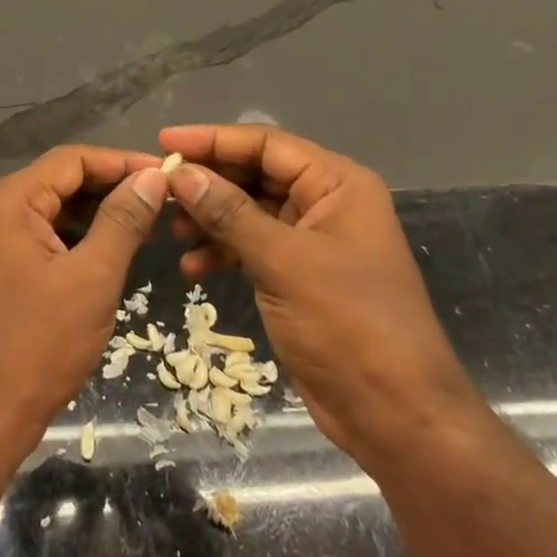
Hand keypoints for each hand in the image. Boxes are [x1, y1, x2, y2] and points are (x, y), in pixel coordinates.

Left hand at [0, 146, 167, 464]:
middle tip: (164, 202)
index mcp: (11, 200)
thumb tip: (153, 176)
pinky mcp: (3, 269)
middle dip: (113, 188)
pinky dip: (82, 239)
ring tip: (149, 226)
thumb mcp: (92, 278)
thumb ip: (123, 220)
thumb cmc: (37, 345)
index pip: (74, 159)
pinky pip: (48, 237)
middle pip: (64, 180)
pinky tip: (115, 253)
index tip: (168, 175)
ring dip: (101, 214)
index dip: (122, 162)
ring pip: (58, 210)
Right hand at [159, 124, 478, 457]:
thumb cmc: (348, 325)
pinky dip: (223, 253)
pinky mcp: (300, 276)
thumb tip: (179, 173)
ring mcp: (313, 241)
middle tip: (159, 191)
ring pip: (249, 212)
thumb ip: (228, 213)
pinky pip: (253, 248)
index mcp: (336, 184)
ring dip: (210, 220)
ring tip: (171, 233)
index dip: (213, 140)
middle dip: (208, 183)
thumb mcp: (283, 262)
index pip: (266, 145)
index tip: (164, 143)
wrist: (397, 416)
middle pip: (255, 175)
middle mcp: (326, 203)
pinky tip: (194, 269)